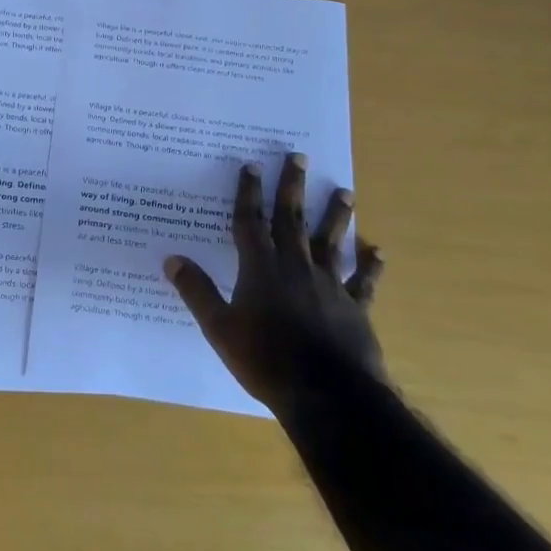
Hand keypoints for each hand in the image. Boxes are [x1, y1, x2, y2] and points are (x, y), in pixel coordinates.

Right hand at [163, 154, 386, 410]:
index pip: (250, 222)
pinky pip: (364, 282)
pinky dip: (371, 266)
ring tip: (345, 191)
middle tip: (299, 156)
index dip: (248, 192)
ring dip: (337, 215)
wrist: (327, 395)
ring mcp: (329, 285)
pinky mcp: (355, 308)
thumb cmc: (266, 359)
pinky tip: (379, 251)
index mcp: (260, 268)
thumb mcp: (219, 328)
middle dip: (293, 186)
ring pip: (332, 242)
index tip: (251, 165)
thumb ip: (197, 291)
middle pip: (292, 219)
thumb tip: (171, 259)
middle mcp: (295, 267)